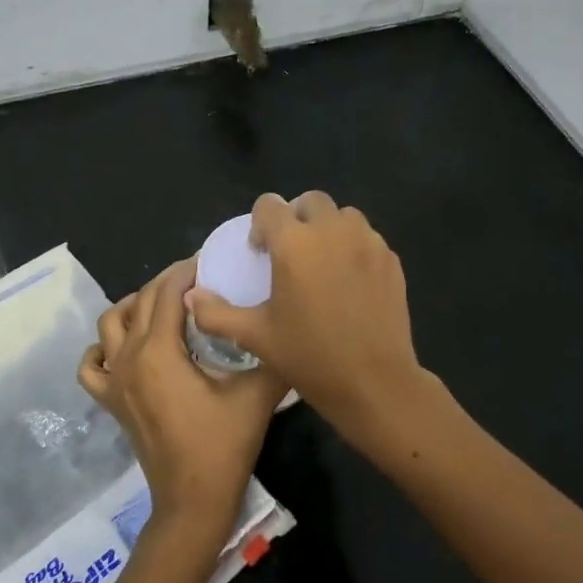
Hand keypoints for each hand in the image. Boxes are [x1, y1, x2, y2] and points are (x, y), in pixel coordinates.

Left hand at [80, 259, 285, 556]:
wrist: (193, 502)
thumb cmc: (223, 445)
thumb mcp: (257, 394)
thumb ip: (271, 354)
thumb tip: (288, 326)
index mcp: (160, 351)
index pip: (168, 291)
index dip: (189, 270)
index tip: (213, 261)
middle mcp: (130, 358)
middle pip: (141, 300)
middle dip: (168, 282)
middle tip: (199, 280)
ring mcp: (115, 381)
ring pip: (110, 324)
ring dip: (135, 306)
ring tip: (165, 307)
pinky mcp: (111, 402)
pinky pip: (91, 365)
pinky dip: (103, 348)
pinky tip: (125, 349)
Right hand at [184, 192, 450, 455]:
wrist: (374, 381)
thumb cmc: (310, 357)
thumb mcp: (256, 337)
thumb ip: (217, 313)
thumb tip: (192, 296)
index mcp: (294, 243)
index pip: (270, 205)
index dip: (261, 223)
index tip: (261, 251)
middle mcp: (332, 230)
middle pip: (310, 201)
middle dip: (297, 218)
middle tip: (292, 254)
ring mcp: (367, 241)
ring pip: (344, 216)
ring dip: (329, 228)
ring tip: (323, 263)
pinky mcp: (390, 258)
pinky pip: (367, 238)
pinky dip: (354, 247)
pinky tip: (350, 281)